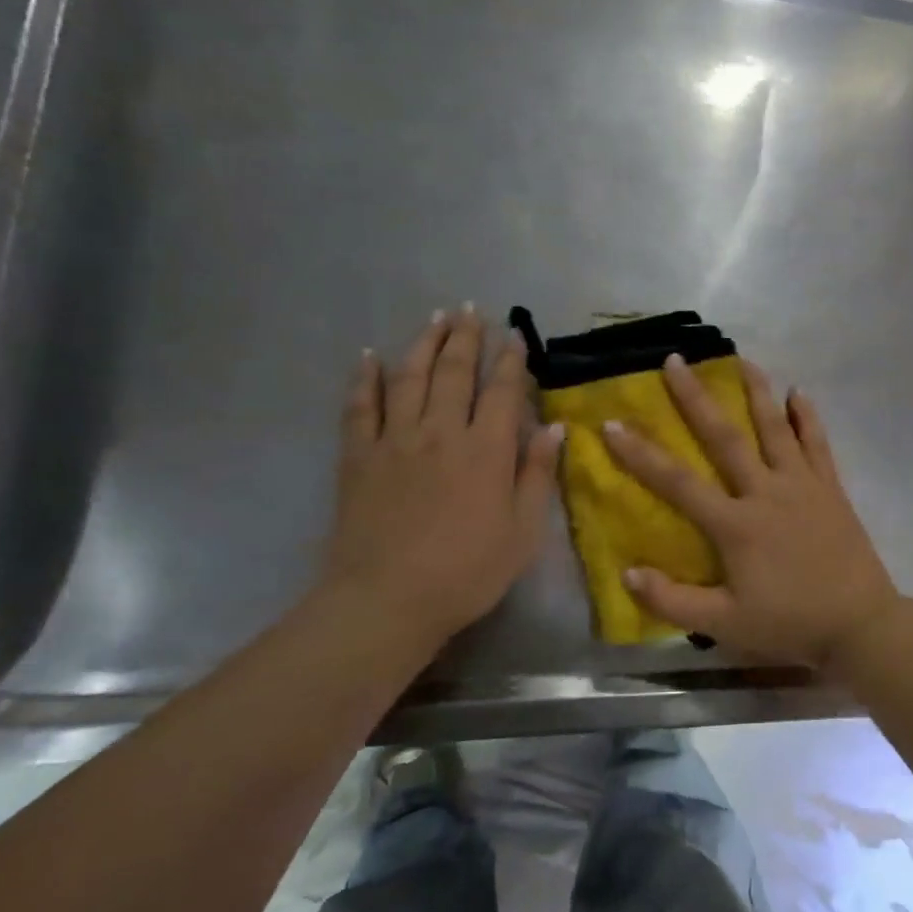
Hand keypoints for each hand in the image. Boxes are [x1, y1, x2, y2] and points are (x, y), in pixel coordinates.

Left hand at [320, 308, 562, 648]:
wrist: (387, 600)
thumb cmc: (467, 572)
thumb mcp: (522, 532)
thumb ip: (536, 475)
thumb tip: (554, 428)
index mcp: (486, 450)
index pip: (502, 391)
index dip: (511, 360)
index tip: (515, 335)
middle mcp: (441, 432)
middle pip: (454, 372)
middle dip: (466, 338)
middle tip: (472, 310)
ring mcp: (395, 440)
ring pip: (409, 377)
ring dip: (424, 343)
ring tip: (435, 317)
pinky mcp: (358, 457)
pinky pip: (360, 407)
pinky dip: (365, 378)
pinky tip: (369, 357)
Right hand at [601, 355, 899, 667]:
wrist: (860, 624)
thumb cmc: (789, 624)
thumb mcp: (725, 624)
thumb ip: (673, 601)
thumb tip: (627, 573)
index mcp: (736, 524)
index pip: (677, 482)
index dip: (641, 454)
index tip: (611, 424)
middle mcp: (766, 492)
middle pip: (725, 437)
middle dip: (696, 398)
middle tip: (675, 361)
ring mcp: (802, 485)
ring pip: (775, 428)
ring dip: (756, 391)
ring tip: (741, 358)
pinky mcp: (831, 488)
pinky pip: (818, 444)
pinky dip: (807, 417)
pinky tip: (799, 393)